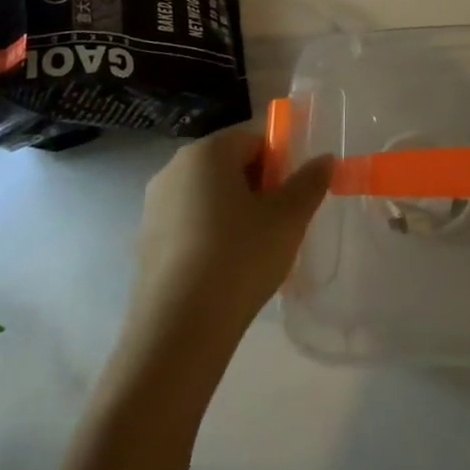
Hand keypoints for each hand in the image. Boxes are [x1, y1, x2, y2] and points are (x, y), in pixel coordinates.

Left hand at [130, 127, 333, 348]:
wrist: (179, 329)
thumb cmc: (239, 257)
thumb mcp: (288, 218)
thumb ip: (309, 182)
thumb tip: (324, 159)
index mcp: (207, 152)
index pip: (253, 141)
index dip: (279, 165)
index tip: (292, 198)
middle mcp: (174, 169)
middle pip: (228, 166)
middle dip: (257, 188)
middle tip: (278, 224)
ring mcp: (153, 207)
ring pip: (207, 197)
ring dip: (232, 213)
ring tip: (253, 251)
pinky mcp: (144, 243)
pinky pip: (187, 226)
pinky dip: (208, 237)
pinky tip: (224, 271)